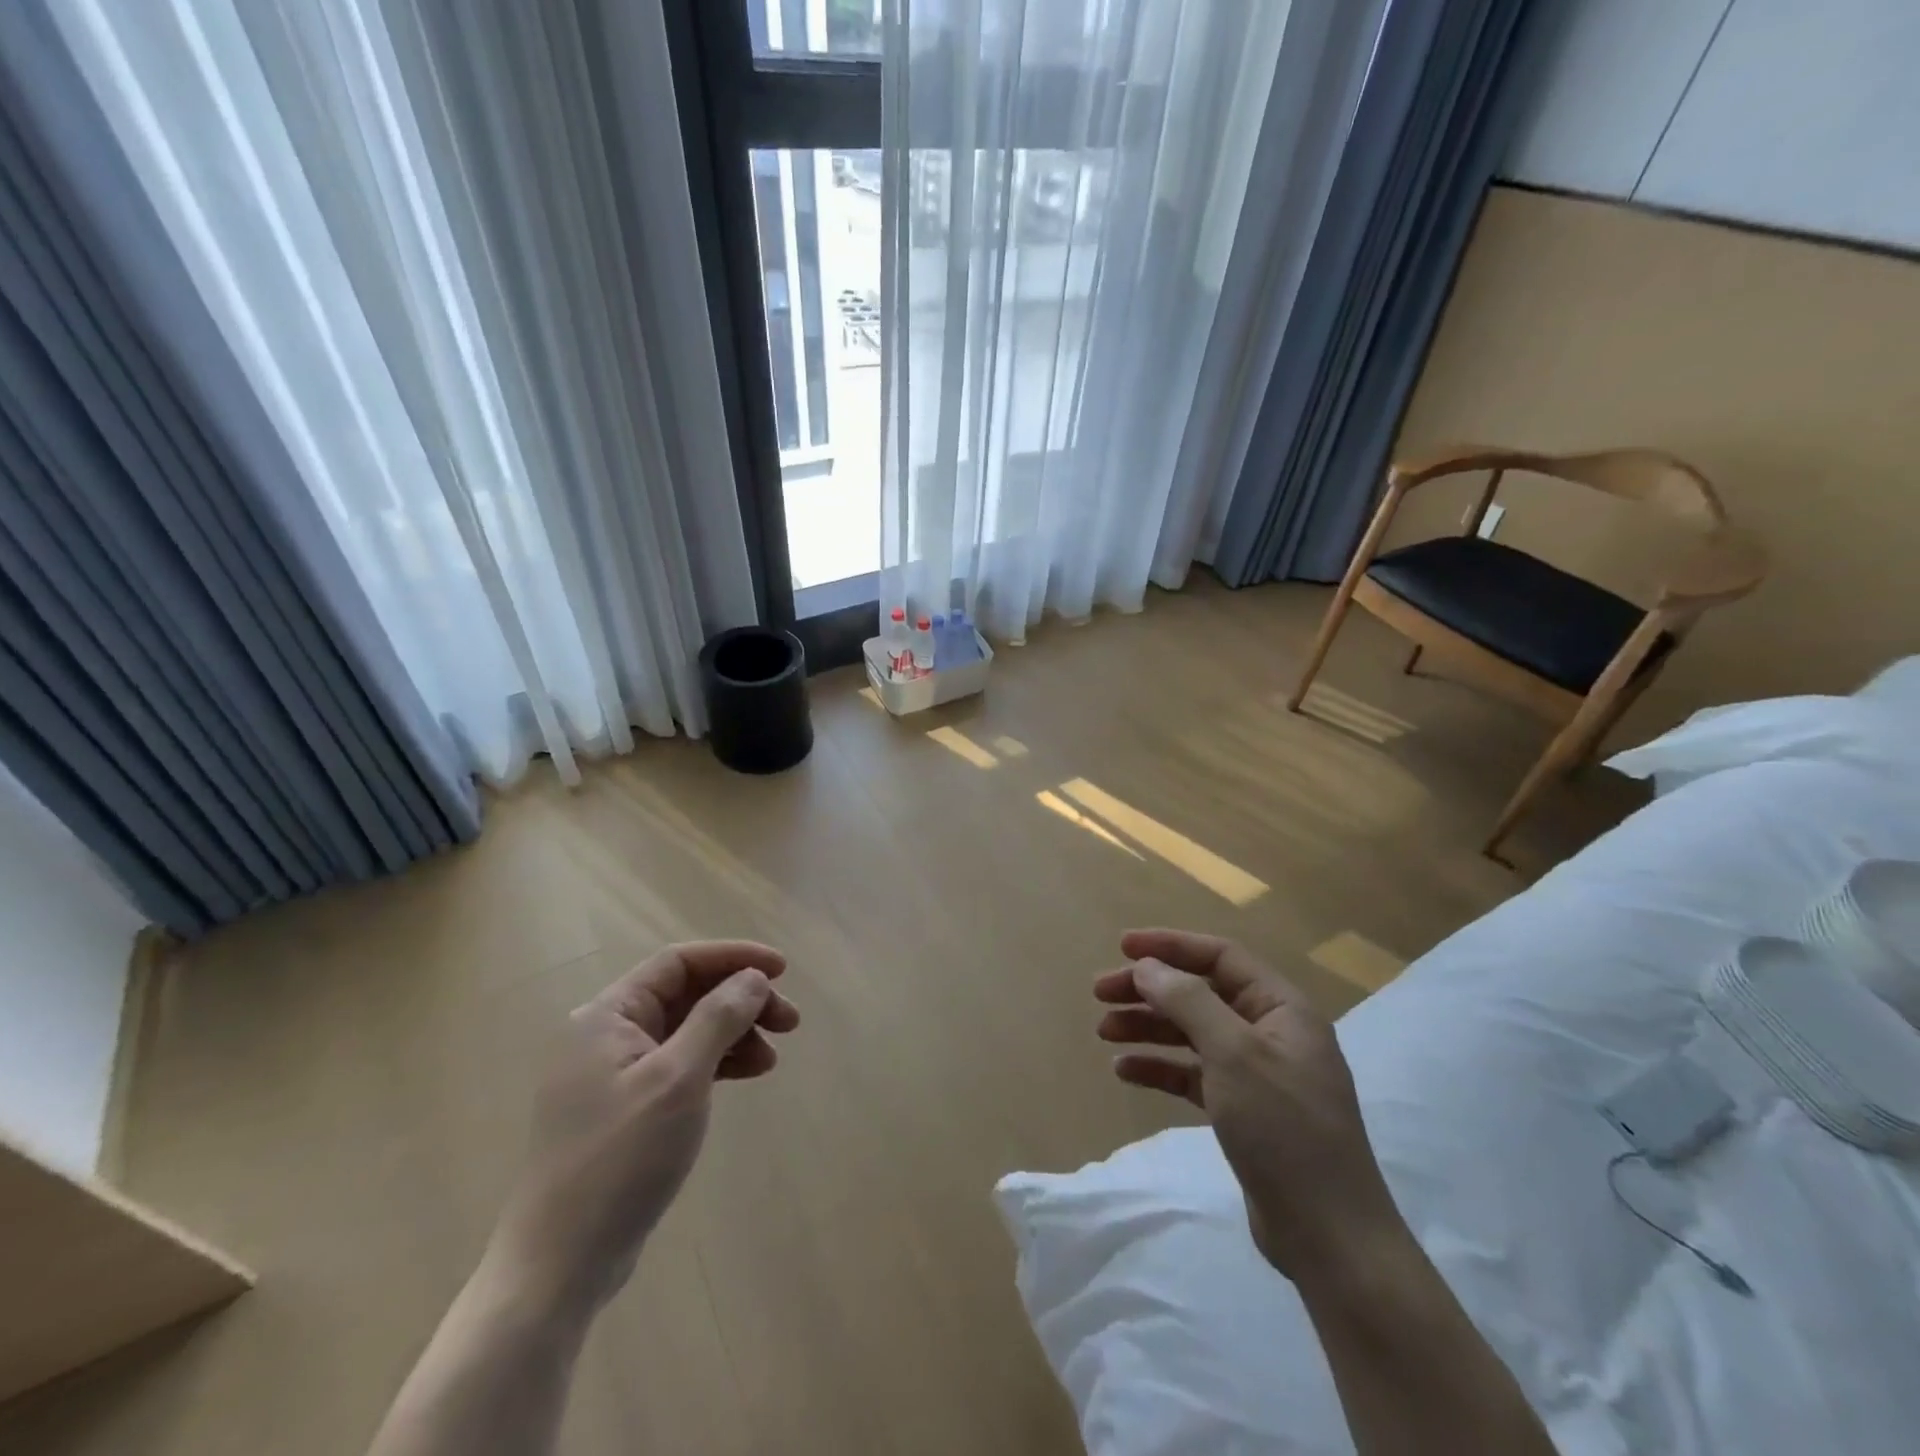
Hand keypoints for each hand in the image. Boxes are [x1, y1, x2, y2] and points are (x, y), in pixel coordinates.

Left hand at [486, 940, 798, 1314]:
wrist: (559, 1266)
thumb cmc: (619, 1160)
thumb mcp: (678, 1080)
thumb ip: (718, 1018)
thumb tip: (753, 977)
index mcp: (607, 1017)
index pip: (679, 963)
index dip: (734, 958)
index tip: (782, 969)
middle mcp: (606, 1035)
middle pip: (687, 995)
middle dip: (741, 1000)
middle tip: (789, 1021)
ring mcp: (614, 1075)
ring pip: (688, 1030)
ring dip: (735, 1032)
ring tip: (774, 1056)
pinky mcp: (625, 1109)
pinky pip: (680, 1064)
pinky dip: (717, 1063)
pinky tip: (749, 1073)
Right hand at [1095, 929, 1401, 1281]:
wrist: (1330, 1238)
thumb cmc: (1284, 1130)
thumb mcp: (1233, 1054)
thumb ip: (1188, 1002)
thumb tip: (1147, 966)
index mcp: (1282, 1008)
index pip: (1220, 957)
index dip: (1170, 945)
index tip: (1121, 947)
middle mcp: (1271, 1032)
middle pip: (1200, 993)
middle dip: (1150, 989)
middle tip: (1100, 993)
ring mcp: (1258, 1073)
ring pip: (1192, 1033)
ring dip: (1148, 1027)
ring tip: (1104, 1032)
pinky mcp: (1244, 1110)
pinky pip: (1193, 1073)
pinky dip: (1160, 1067)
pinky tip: (1125, 1070)